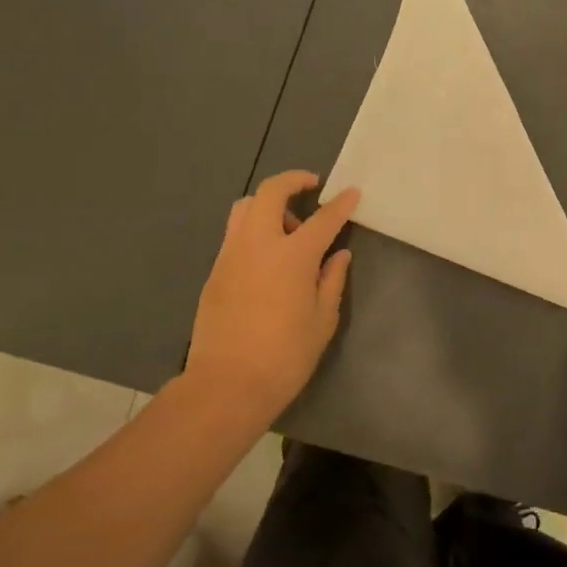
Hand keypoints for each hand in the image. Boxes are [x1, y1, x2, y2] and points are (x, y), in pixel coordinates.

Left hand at [186, 170, 359, 425]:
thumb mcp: (322, 320)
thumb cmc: (285, 356)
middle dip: (292, 180)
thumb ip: (331, 280)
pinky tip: (267, 258)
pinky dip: (254, 230)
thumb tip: (338, 255)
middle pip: (270, 192)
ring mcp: (231, 255)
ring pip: (245, 208)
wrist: (226, 386)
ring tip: (286, 227)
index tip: (351, 193)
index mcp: (293, 256)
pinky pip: (235, 234)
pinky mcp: (215, 271)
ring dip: (268, 204)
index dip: (341, 204)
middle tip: (310, 186)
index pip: (323, 218)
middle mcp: (259, 244)